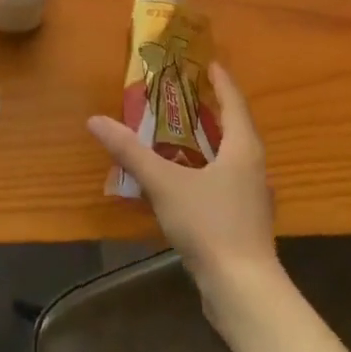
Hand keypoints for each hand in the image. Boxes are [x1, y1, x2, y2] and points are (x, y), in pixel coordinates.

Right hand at [87, 62, 279, 303]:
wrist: (242, 288)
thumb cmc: (209, 225)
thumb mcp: (164, 184)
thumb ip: (131, 152)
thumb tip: (96, 121)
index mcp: (243, 150)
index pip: (234, 104)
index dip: (222, 82)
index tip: (209, 63)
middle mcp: (254, 168)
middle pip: (236, 130)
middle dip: (214, 111)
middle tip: (188, 96)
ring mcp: (253, 198)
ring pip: (232, 160)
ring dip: (211, 144)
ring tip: (184, 136)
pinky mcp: (246, 223)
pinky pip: (226, 184)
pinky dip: (208, 173)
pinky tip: (188, 184)